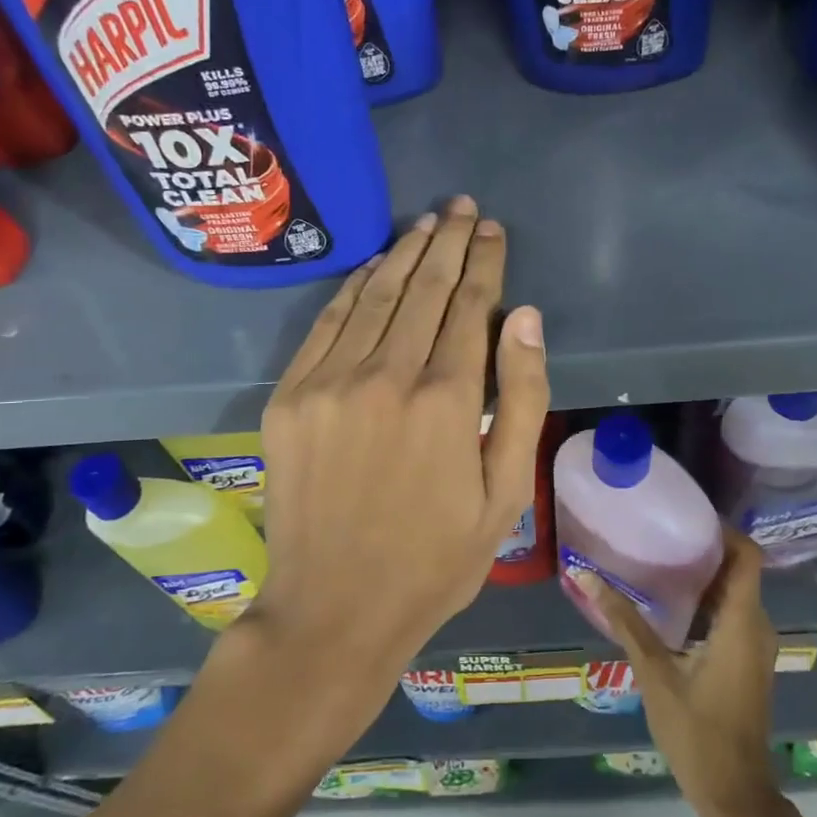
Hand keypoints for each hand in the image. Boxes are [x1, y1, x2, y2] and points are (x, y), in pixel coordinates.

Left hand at [251, 196, 549, 691]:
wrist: (334, 609)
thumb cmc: (436, 559)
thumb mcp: (505, 493)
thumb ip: (522, 399)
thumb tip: (526, 318)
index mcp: (446, 400)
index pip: (471, 305)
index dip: (485, 261)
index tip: (493, 229)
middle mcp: (385, 375)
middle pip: (423, 288)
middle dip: (449, 241)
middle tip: (463, 207)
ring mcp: (329, 382)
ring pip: (375, 295)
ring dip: (404, 254)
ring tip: (428, 224)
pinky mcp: (290, 396)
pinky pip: (328, 323)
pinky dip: (355, 288)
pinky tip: (375, 268)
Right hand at [571, 532, 779, 816]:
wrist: (734, 793)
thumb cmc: (696, 731)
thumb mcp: (655, 672)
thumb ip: (624, 622)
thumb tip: (584, 577)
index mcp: (741, 621)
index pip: (747, 555)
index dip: (724, 529)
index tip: (686, 515)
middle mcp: (756, 626)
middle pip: (739, 569)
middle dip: (704, 547)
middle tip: (661, 532)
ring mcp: (755, 645)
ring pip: (734, 592)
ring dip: (703, 574)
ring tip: (659, 558)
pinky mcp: (746, 660)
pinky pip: (731, 614)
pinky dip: (706, 600)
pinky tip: (669, 603)